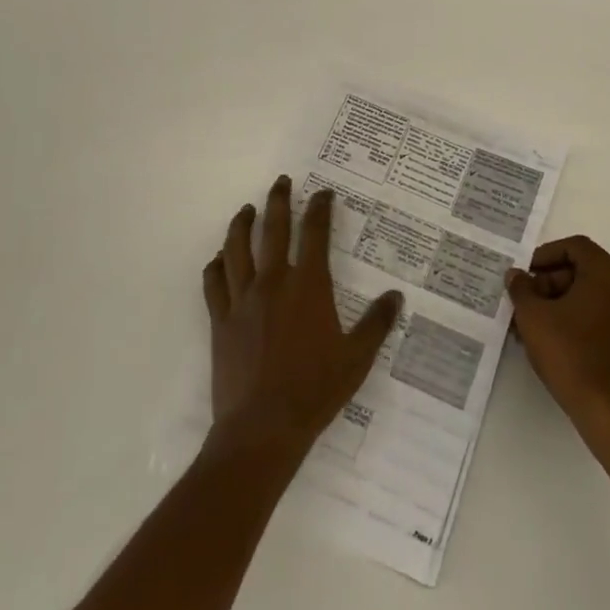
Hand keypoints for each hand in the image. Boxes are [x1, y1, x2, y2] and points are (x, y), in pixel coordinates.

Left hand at [202, 176, 402, 464]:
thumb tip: (395, 296)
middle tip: (281, 182)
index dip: (319, 208)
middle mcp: (273, 282)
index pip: (314, 233)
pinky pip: (214, 284)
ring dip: (242, 225)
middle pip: (272, 229)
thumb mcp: (357, 358)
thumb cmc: (314, 390)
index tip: (323, 193)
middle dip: (278, 200)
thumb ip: (377, 323)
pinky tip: (218, 259)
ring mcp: (242, 300)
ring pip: (237, 249)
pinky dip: (216, 265)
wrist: (262, 427)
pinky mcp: (220, 321)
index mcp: (308, 285)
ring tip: (246, 210)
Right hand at [507, 235, 609, 452]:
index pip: (574, 247)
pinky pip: (600, 313)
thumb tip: (516, 275)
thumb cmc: (570, 353)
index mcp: (606, 272)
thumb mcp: (533, 316)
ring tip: (529, 322)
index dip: (545, 255)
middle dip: (549, 281)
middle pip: (582, 269)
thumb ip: (521, 288)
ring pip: (589, 293)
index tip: (525, 273)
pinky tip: (549, 336)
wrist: (608, 410)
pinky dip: (576, 316)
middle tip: (524, 299)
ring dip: (559, 301)